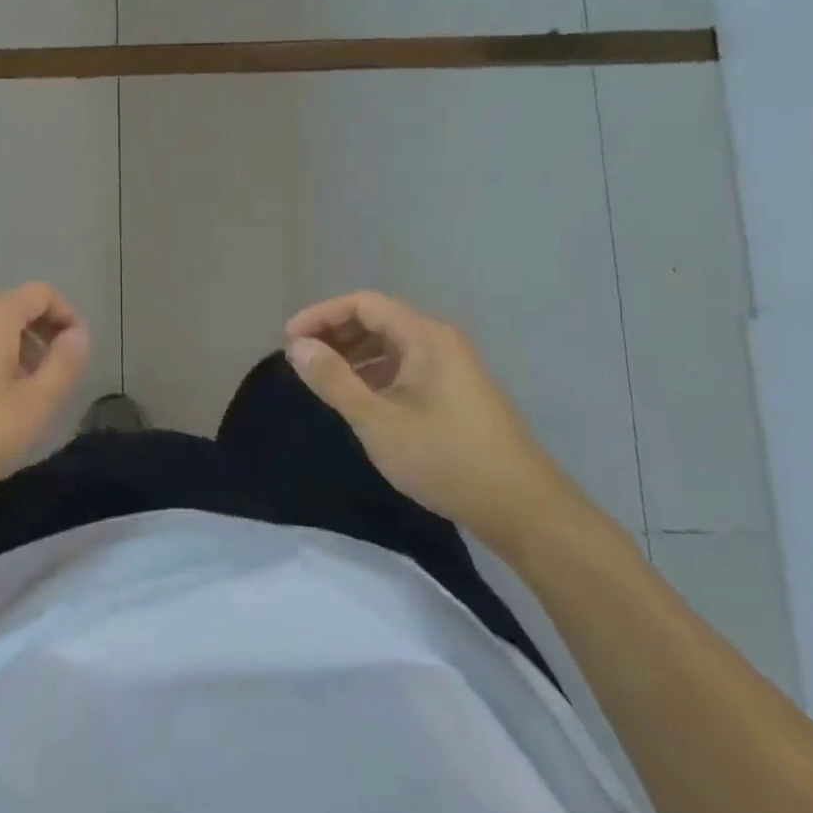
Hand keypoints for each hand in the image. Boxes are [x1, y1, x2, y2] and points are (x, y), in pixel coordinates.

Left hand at [0, 283, 89, 518]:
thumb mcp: (32, 406)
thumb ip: (63, 366)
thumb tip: (78, 335)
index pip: (42, 293)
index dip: (68, 316)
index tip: (77, 354)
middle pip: (16, 309)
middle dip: (44, 337)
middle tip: (54, 380)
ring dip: (17, 352)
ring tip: (24, 397)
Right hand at [284, 292, 580, 550]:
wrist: (522, 508)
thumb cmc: (445, 458)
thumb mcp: (378, 420)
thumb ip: (334, 380)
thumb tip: (297, 347)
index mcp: (425, 336)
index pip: (363, 304)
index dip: (321, 315)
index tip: (289, 340)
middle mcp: (440, 341)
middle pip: (378, 320)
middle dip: (335, 334)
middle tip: (301, 359)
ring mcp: (452, 366)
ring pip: (391, 345)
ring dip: (353, 354)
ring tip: (323, 378)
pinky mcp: (456, 392)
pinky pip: (406, 366)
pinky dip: (375, 373)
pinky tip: (359, 398)